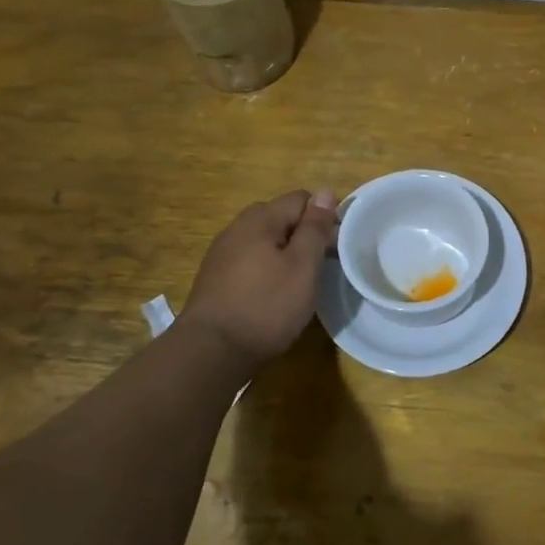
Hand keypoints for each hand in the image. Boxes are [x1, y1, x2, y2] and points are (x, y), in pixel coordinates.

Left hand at [182, 191, 339, 369]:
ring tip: (296, 284)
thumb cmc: (266, 306)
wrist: (211, 352)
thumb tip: (324, 192)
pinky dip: (265, 269)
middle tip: (317, 266)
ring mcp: (222, 253)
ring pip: (263, 240)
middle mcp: (237, 228)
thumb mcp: (302, 266)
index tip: (333, 249)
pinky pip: (249, 260)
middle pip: (280, 216)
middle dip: (302, 234)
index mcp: (260, 219)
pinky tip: (270, 295)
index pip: (301, 199)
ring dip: (283, 253)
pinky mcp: (215, 277)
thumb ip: (314, 228)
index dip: (323, 218)